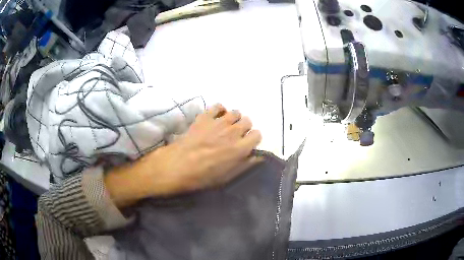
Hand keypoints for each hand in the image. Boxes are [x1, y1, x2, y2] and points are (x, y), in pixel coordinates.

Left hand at [105, 104, 261, 206]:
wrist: (178, 165)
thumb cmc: (203, 176)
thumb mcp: (228, 176)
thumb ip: (246, 165)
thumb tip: (258, 157)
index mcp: (240, 148)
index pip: (257, 135)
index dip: (252, 139)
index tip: (246, 144)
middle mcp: (233, 131)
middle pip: (247, 121)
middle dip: (244, 128)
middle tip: (234, 136)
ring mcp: (219, 122)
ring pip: (235, 112)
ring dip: (233, 119)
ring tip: (225, 127)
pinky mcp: (205, 116)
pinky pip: (218, 106)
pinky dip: (219, 110)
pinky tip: (215, 118)